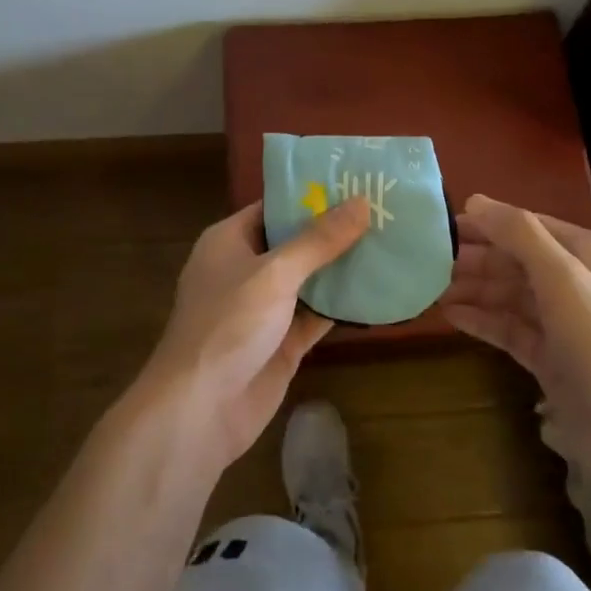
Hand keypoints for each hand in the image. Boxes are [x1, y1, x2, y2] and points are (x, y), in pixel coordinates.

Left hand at [138, 197, 370, 469]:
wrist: (200, 410)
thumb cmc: (228, 325)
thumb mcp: (274, 273)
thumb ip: (319, 240)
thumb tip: (361, 202)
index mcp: (230, 241)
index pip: (274, 206)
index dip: (312, 194)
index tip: (355, 180)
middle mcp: (246, 269)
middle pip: (296, 241)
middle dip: (335, 229)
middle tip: (385, 209)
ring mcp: (265, 308)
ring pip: (310, 279)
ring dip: (343, 266)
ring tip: (391, 241)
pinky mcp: (282, 342)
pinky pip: (317, 315)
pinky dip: (343, 305)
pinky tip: (380, 289)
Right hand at [441, 195, 590, 484]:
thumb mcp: (561, 276)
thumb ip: (519, 234)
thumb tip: (475, 200)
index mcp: (584, 254)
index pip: (526, 226)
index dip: (486, 223)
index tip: (441, 225)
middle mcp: (573, 282)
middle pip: (514, 260)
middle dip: (474, 258)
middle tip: (426, 260)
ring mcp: (560, 322)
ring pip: (508, 294)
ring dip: (472, 288)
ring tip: (428, 288)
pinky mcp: (549, 356)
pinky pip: (508, 327)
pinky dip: (481, 319)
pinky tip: (449, 316)